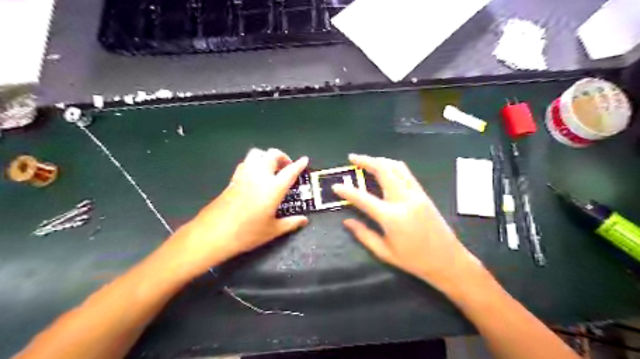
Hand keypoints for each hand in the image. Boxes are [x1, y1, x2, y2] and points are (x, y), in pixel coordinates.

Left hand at [169, 147, 308, 275]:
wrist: (214, 233)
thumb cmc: (247, 233)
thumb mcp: (273, 230)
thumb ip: (291, 223)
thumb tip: (304, 220)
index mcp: (273, 188)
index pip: (290, 171)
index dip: (299, 164)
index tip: (305, 160)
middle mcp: (259, 176)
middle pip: (272, 155)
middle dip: (282, 156)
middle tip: (287, 166)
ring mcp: (244, 175)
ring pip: (256, 154)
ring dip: (266, 157)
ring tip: (271, 168)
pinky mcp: (232, 179)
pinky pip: (246, 163)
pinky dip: (254, 163)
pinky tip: (255, 176)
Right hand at [332, 152, 482, 291]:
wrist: (448, 261)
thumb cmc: (414, 261)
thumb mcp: (384, 252)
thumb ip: (363, 234)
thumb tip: (346, 221)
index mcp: (392, 217)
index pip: (364, 198)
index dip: (348, 191)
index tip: (336, 186)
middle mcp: (404, 200)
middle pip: (383, 171)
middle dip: (366, 161)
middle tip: (352, 158)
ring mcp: (416, 194)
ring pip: (397, 167)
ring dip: (380, 160)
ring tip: (367, 160)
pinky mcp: (424, 194)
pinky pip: (406, 173)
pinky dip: (393, 166)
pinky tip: (385, 168)